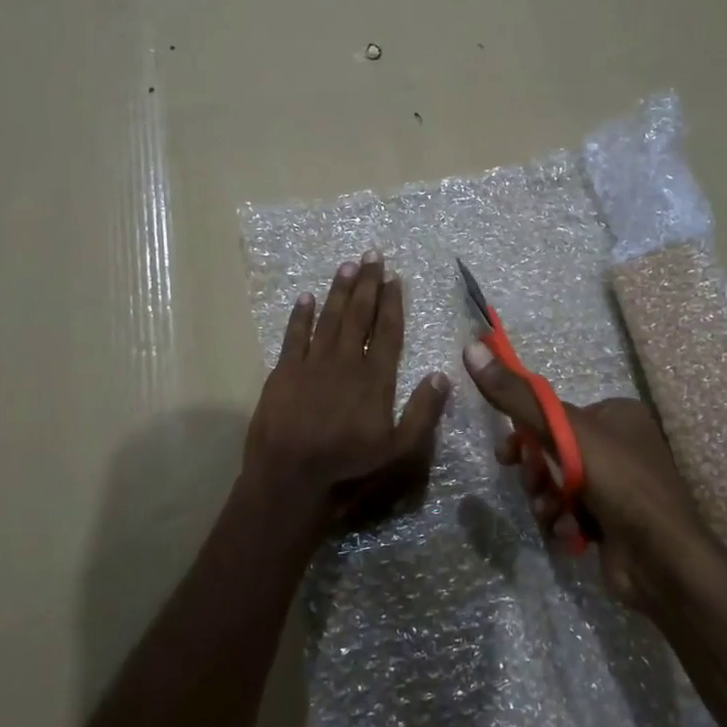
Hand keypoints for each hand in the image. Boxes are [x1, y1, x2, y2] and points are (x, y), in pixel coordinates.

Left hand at [243, 251, 450, 549]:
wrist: (290, 472)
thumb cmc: (347, 463)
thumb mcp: (398, 449)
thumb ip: (423, 413)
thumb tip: (443, 375)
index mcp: (375, 378)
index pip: (387, 331)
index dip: (392, 302)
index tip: (394, 277)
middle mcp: (346, 361)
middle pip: (358, 315)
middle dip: (366, 283)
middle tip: (371, 254)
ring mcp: (312, 362)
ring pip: (329, 318)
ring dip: (338, 290)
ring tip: (346, 265)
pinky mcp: (284, 370)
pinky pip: (294, 335)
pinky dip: (300, 315)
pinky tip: (305, 297)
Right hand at [463, 340, 708, 608]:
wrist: (664, 561)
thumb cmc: (619, 482)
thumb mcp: (564, 431)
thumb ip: (516, 395)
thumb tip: (471, 348)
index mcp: (616, 414)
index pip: (554, 414)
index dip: (525, 433)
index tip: (507, 455)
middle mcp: (620, 444)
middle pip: (552, 451)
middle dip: (537, 473)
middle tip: (536, 486)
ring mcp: (617, 486)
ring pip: (558, 484)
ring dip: (547, 500)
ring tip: (555, 514)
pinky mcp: (613, 521)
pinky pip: (571, 512)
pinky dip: (564, 521)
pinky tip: (571, 533)